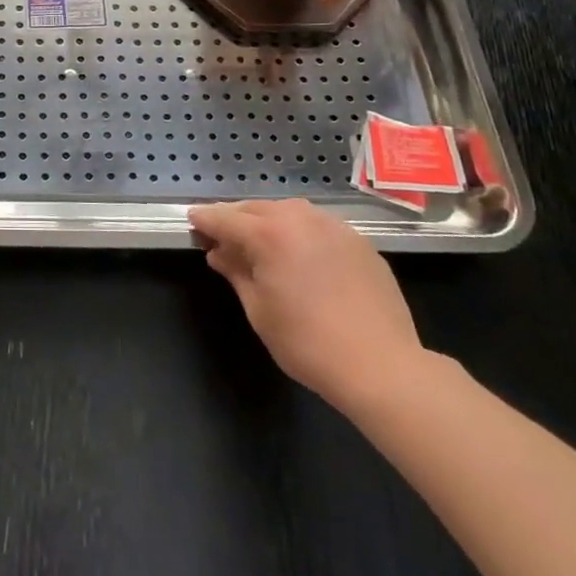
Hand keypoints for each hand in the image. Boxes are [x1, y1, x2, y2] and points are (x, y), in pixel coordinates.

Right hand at [189, 199, 424, 411]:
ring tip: (261, 243)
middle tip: (223, 237)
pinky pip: (318, 226)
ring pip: (290, 212)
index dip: (205, 220)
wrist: (382, 366)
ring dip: (269, 221)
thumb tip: (219, 253)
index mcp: (269, 233)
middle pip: (256, 209)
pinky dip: (301, 233)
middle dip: (236, 219)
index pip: (225, 218)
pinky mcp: (360, 241)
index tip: (193, 222)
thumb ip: (236, 273)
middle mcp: (300, 218)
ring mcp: (334, 227)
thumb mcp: (259, 310)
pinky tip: (301, 256)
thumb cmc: (307, 343)